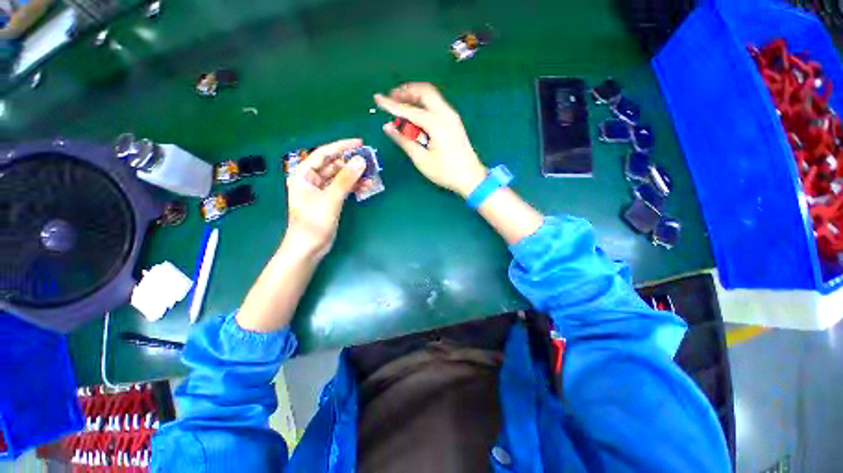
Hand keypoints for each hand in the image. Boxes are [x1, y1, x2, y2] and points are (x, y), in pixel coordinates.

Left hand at [285, 138, 366, 258]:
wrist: (309, 247)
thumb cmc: (314, 222)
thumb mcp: (331, 198)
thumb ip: (346, 179)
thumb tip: (361, 160)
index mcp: (303, 174)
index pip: (323, 154)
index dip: (341, 147)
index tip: (360, 143)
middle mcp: (311, 179)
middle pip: (333, 165)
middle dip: (351, 162)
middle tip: (370, 160)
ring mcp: (321, 190)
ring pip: (340, 177)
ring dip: (355, 175)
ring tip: (371, 174)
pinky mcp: (330, 200)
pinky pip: (343, 188)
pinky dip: (354, 186)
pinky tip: (365, 186)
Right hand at [375, 82, 487, 197]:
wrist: (471, 178)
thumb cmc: (446, 172)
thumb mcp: (422, 160)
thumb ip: (404, 141)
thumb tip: (388, 127)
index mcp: (436, 123)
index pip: (409, 109)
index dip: (391, 104)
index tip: (377, 98)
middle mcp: (446, 114)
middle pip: (424, 91)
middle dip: (406, 91)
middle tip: (391, 97)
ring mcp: (452, 116)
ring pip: (431, 97)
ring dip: (415, 97)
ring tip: (400, 105)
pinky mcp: (454, 122)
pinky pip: (436, 106)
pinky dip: (424, 105)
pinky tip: (416, 116)